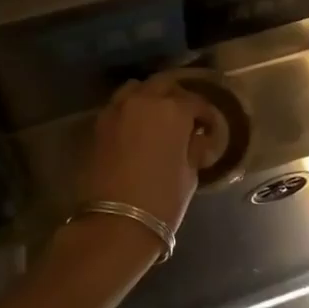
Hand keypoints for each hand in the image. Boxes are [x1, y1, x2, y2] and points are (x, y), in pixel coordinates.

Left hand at [78, 78, 216, 232]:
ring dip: (150, 97)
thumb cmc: (163, 199)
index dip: (206, 115)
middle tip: (186, 116)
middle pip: (164, 84)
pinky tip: (138, 129)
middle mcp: (144, 101)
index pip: (196, 102)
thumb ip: (194, 148)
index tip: (210, 129)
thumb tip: (198, 139)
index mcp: (173, 110)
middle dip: (178, 96)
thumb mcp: (190, 174)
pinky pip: (118, 106)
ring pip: (136, 89)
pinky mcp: (98, 125)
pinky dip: (130, 110)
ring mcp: (117, 110)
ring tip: (159, 118)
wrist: (115, 223)